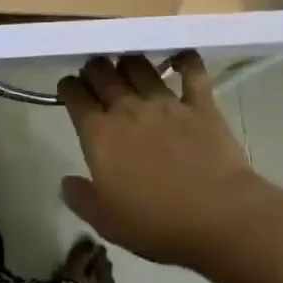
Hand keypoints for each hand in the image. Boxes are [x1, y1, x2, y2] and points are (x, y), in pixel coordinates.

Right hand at [56, 54, 267, 269]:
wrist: (218, 216)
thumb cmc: (157, 224)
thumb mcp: (107, 222)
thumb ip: (81, 199)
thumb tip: (65, 182)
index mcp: (100, 133)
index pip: (75, 95)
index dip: (68, 88)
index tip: (69, 90)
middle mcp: (127, 107)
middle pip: (102, 71)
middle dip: (94, 68)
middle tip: (96, 76)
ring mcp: (165, 101)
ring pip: (139, 64)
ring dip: (129, 61)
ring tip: (128, 67)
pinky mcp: (199, 103)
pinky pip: (191, 71)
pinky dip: (185, 60)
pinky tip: (181, 58)